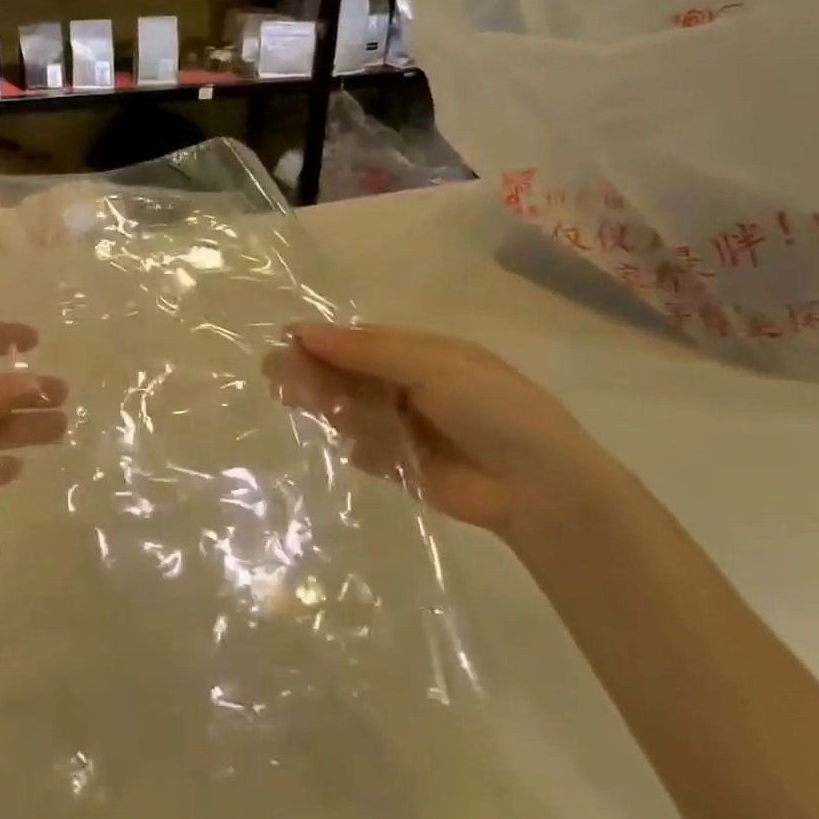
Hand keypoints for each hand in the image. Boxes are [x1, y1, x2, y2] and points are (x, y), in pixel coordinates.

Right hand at [270, 322, 622, 544]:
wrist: (541, 487)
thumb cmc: (490, 407)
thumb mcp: (429, 364)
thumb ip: (365, 350)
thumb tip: (302, 331)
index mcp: (418, 353)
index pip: (357, 341)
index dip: (322, 341)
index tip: (287, 344)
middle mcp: (407, 386)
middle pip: (347, 375)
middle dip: (315, 374)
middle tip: (277, 380)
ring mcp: (404, 427)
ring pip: (351, 411)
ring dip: (328, 407)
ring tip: (300, 405)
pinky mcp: (403, 467)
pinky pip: (365, 450)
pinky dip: (356, 447)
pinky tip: (357, 448)